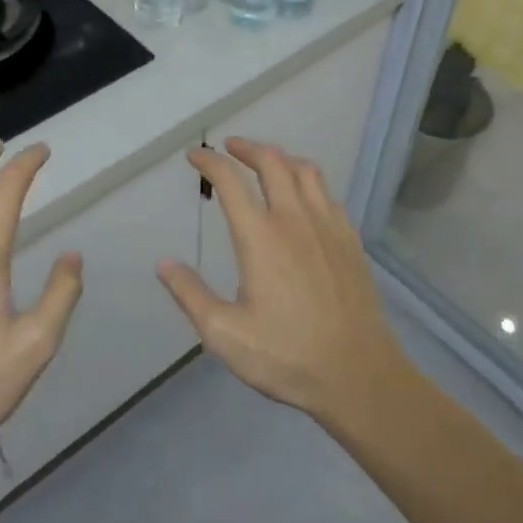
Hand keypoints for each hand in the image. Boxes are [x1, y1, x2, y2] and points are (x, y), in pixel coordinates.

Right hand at [157, 139, 404, 421]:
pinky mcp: (350, 240)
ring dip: (281, 159)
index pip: (231, 182)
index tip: (196, 155)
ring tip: (266, 163)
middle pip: (272, 162)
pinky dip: (308, 183)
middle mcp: (295, 220)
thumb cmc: (287, 356)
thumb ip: (191, 295)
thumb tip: (164, 264)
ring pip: (306, 171)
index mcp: (261, 238)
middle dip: (247, 148)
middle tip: (230, 148)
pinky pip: (328, 194)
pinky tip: (304, 199)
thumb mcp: (225, 334)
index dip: (210, 162)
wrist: (358, 374)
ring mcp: (329, 227)